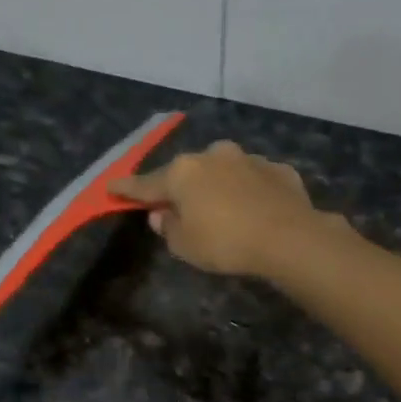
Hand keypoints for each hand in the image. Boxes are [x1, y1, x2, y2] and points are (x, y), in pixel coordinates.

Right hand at [110, 140, 327, 278]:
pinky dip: (249, 192)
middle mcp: (213, 156)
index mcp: (183, 173)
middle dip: (181, 188)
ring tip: (222, 211)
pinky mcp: (278, 169)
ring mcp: (248, 159)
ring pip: (223, 171)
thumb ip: (168, 227)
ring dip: (218, 187)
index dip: (127, 189)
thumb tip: (162, 213)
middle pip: (188, 173)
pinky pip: (254, 180)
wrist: (289, 237)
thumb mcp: (184, 245)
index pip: (146, 184)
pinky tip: (255, 210)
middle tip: (178, 207)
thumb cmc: (225, 243)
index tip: (111, 187)